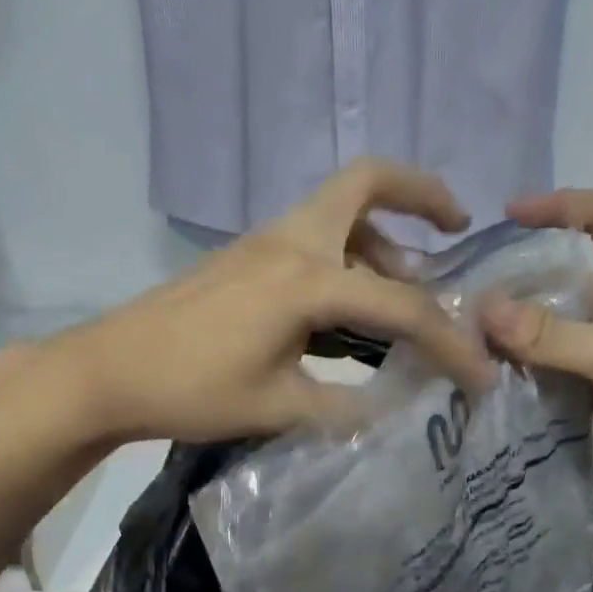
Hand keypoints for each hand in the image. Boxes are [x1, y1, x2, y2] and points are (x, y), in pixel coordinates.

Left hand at [33, 159, 491, 444]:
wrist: (110, 370)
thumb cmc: (192, 389)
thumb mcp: (278, 407)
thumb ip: (346, 407)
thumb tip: (395, 409)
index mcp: (307, 279)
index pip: (401, 305)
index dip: (449, 342)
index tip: (481, 375)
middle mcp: (293, 241)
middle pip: (367, 182)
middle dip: (422, 194)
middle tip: (456, 228)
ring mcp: (265, 242)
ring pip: (341, 210)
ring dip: (384, 235)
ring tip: (409, 286)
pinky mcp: (248, 256)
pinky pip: (315, 235)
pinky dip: (349, 253)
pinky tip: (351, 307)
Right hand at [479, 190, 592, 490]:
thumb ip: (550, 334)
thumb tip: (484, 310)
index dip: (557, 206)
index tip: (507, 216)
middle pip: (569, 269)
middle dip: (523, 274)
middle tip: (472, 283)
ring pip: (558, 319)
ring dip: (520, 324)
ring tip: (470, 326)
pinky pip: (557, 360)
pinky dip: (528, 362)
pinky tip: (492, 366)